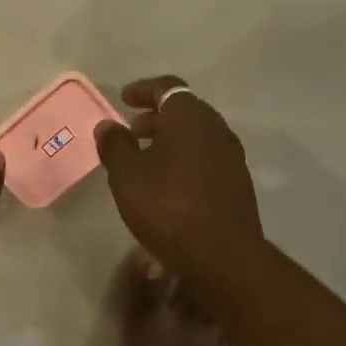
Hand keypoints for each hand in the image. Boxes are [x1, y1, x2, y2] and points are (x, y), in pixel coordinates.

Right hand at [94, 76, 267, 298]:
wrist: (224, 257)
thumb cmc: (168, 208)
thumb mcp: (127, 177)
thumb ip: (115, 146)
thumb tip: (108, 125)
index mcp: (190, 118)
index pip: (168, 87)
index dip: (144, 90)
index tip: (124, 98)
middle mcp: (216, 130)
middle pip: (185, 111)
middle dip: (156, 117)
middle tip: (131, 130)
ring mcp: (231, 157)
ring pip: (197, 136)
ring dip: (170, 140)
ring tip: (145, 160)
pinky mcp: (237, 183)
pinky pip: (206, 158)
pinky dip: (185, 159)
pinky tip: (168, 184)